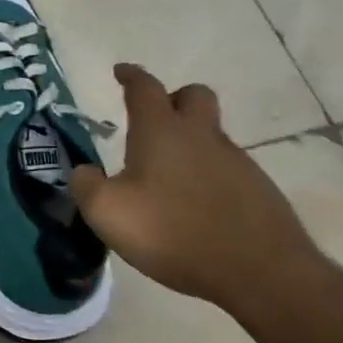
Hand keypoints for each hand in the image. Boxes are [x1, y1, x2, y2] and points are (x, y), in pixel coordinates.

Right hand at [68, 64, 324, 312]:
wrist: (259, 271)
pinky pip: (225, 168)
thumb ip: (86, 186)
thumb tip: (83, 171)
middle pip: (193, 96)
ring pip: (210, 135)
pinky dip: (205, 175)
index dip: (131, 76)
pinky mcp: (257, 190)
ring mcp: (236, 162)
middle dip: (173, 98)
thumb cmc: (172, 231)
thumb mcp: (107, 212)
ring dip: (189, 142)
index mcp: (162, 132)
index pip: (145, 88)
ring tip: (165, 176)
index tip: (121, 71)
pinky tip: (192, 205)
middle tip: (153, 118)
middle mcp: (202, 136)